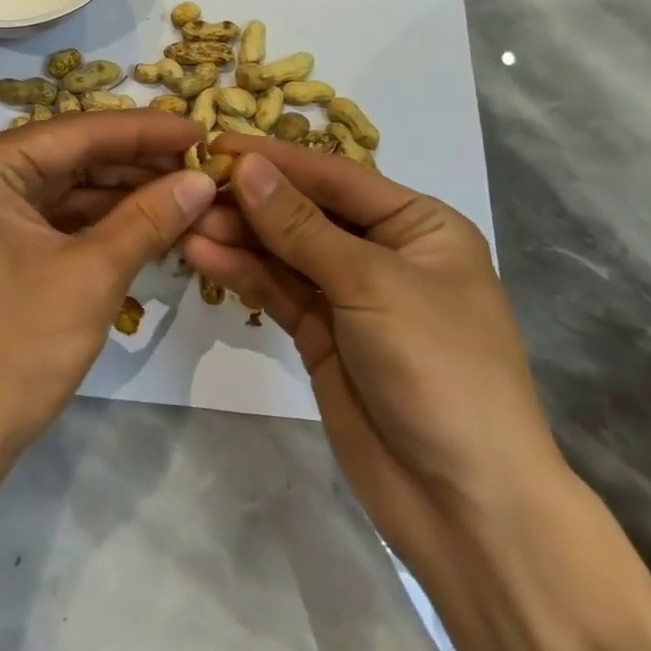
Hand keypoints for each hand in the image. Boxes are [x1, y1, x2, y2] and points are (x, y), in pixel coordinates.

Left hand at [0, 111, 216, 465]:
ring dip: (122, 191)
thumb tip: (200, 179)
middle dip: (137, 162)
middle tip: (202, 164)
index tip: (205, 128)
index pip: (80, 131)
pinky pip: (51, 214)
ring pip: (64, 185)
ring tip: (186, 189)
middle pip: (71, 154)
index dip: (147, 130)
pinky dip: (96, 219)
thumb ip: (148, 218)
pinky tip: (147, 219)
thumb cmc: (13, 349)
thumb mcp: (91, 276)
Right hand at [181, 139, 569, 572]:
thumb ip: (300, 225)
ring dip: (237, 236)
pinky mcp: (321, 335)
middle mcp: (383, 251)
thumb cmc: (439, 368)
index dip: (275, 159)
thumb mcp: (371, 284)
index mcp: (418, 225)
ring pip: (283, 251)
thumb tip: (246, 166)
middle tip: (188, 187)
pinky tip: (201, 256)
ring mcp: (350, 296)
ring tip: (183, 222)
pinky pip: (276, 290)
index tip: (215, 143)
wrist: (466, 506)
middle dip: (250, 200)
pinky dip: (241, 273)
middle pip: (304, 211)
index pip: (334, 176)